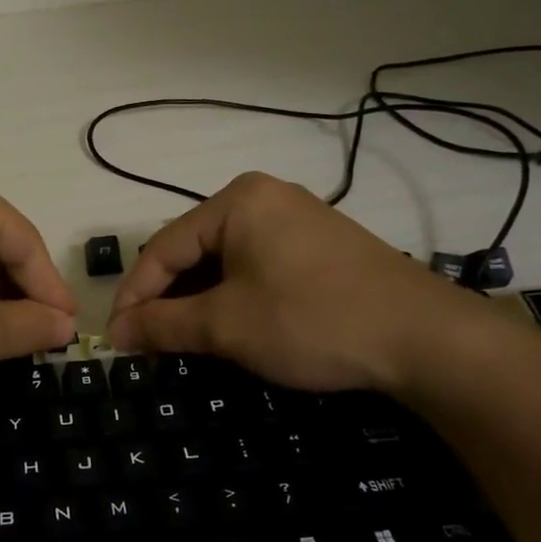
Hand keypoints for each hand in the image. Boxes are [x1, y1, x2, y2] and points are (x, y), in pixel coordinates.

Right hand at [105, 171, 494, 395]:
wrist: (424, 338)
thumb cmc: (311, 320)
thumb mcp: (227, 325)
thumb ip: (164, 324)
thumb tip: (118, 332)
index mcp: (236, 201)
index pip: (163, 248)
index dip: (134, 296)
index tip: (116, 339)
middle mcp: (265, 198)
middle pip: (193, 250)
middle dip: (167, 299)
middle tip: (147, 343)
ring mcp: (298, 220)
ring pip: (226, 261)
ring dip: (199, 301)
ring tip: (182, 340)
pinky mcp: (320, 247)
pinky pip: (257, 266)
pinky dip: (234, 297)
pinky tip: (230, 327)